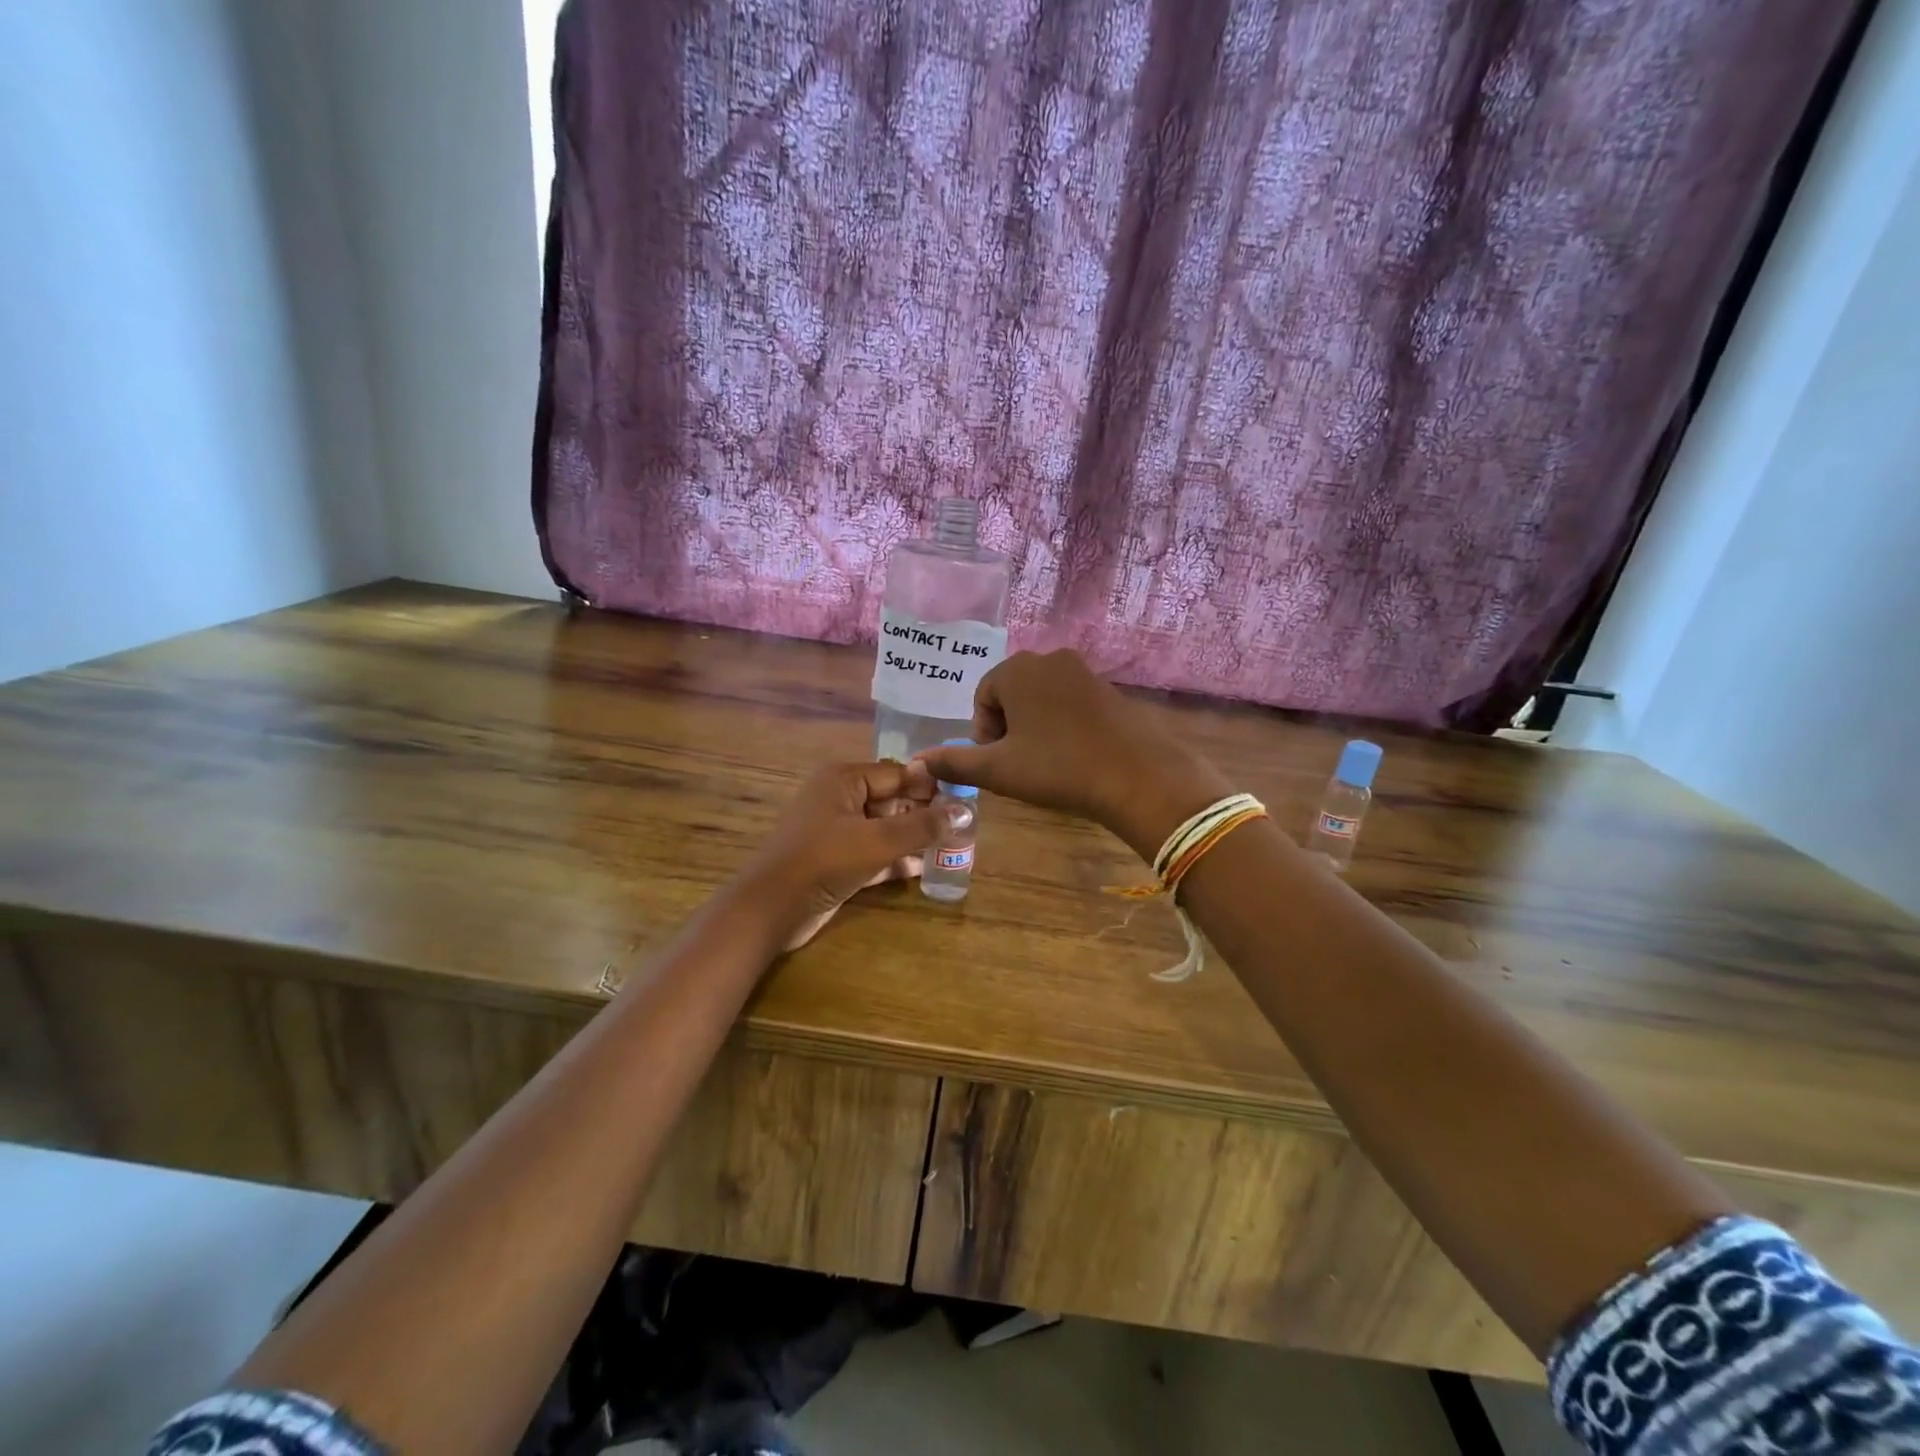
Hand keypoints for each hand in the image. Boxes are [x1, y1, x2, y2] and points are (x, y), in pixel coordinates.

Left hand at [742, 761, 946, 949]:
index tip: (965, 800)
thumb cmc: (824, 860)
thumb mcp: (878, 840)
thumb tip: (965, 811)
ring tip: (952, 848)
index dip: (931, 786)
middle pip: (893, 800)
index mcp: (844, 779)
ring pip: (885, 829)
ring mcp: (836, 831)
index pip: (898, 774)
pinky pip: (874, 853)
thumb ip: (923, 826)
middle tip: (963, 828)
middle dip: (925, 815)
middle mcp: (840, 799)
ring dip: (913, 839)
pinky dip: (896, 860)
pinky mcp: (836, 861)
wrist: (772, 909)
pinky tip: (925, 870)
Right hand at [916, 650, 1229, 859]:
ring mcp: (1082, 670)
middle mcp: (1048, 658)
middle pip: (1010, 693)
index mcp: (1017, 669)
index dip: (984, 733)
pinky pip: (1068, 701)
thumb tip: (917, 761)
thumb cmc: (1058, 768)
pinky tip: (1073, 754)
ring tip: (1047, 761)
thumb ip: (954, 763)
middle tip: (1021, 763)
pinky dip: (1061, 724)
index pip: (983, 697)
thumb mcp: (999, 770)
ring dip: (1034, 727)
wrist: (1137, 777)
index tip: (1000, 762)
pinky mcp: (1107, 687)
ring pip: (1040, 698)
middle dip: (1008, 728)